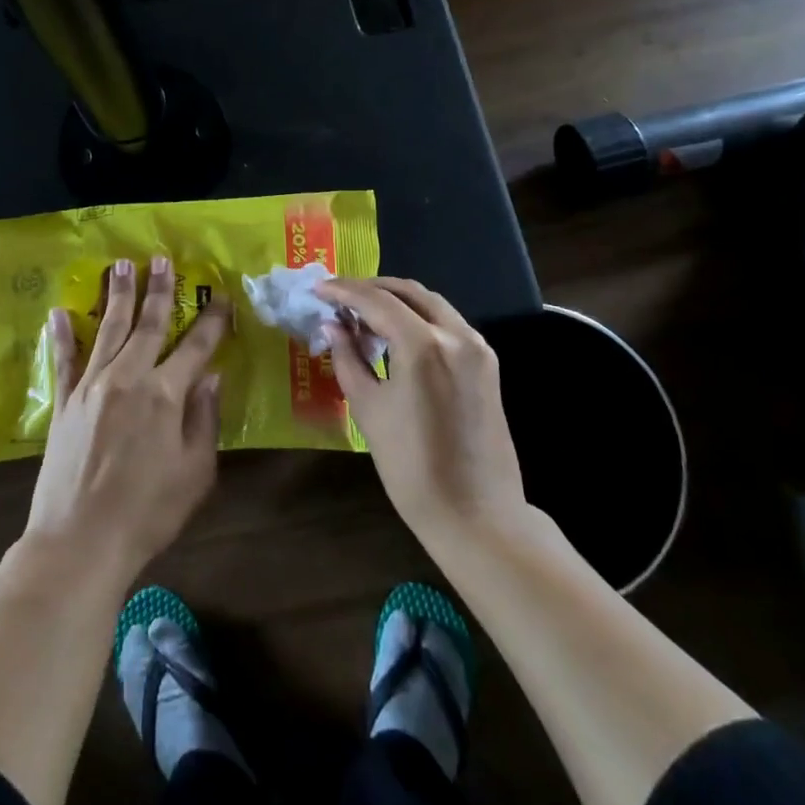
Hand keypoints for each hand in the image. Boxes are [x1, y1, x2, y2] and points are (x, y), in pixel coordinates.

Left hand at [23, 256, 228, 588]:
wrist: (79, 541)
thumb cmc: (148, 512)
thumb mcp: (195, 472)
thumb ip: (205, 419)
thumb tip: (211, 375)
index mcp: (165, 394)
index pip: (197, 346)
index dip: (212, 319)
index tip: (220, 294)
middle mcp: (128, 377)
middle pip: (148, 324)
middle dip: (159, 290)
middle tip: (161, 259)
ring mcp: (91, 386)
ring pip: (109, 329)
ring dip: (117, 296)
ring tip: (120, 266)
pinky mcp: (64, 402)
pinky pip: (64, 360)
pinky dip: (62, 335)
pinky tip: (59, 311)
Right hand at [320, 277, 530, 549]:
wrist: (477, 516)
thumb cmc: (412, 468)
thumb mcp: (369, 410)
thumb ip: (348, 358)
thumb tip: (332, 325)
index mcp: (424, 346)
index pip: (377, 301)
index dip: (344, 291)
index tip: (318, 288)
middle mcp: (456, 335)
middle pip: (408, 292)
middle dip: (370, 288)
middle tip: (339, 296)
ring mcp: (476, 347)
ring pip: (430, 303)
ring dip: (395, 300)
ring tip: (362, 313)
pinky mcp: (486, 363)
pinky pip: (446, 323)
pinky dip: (417, 317)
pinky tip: (394, 332)